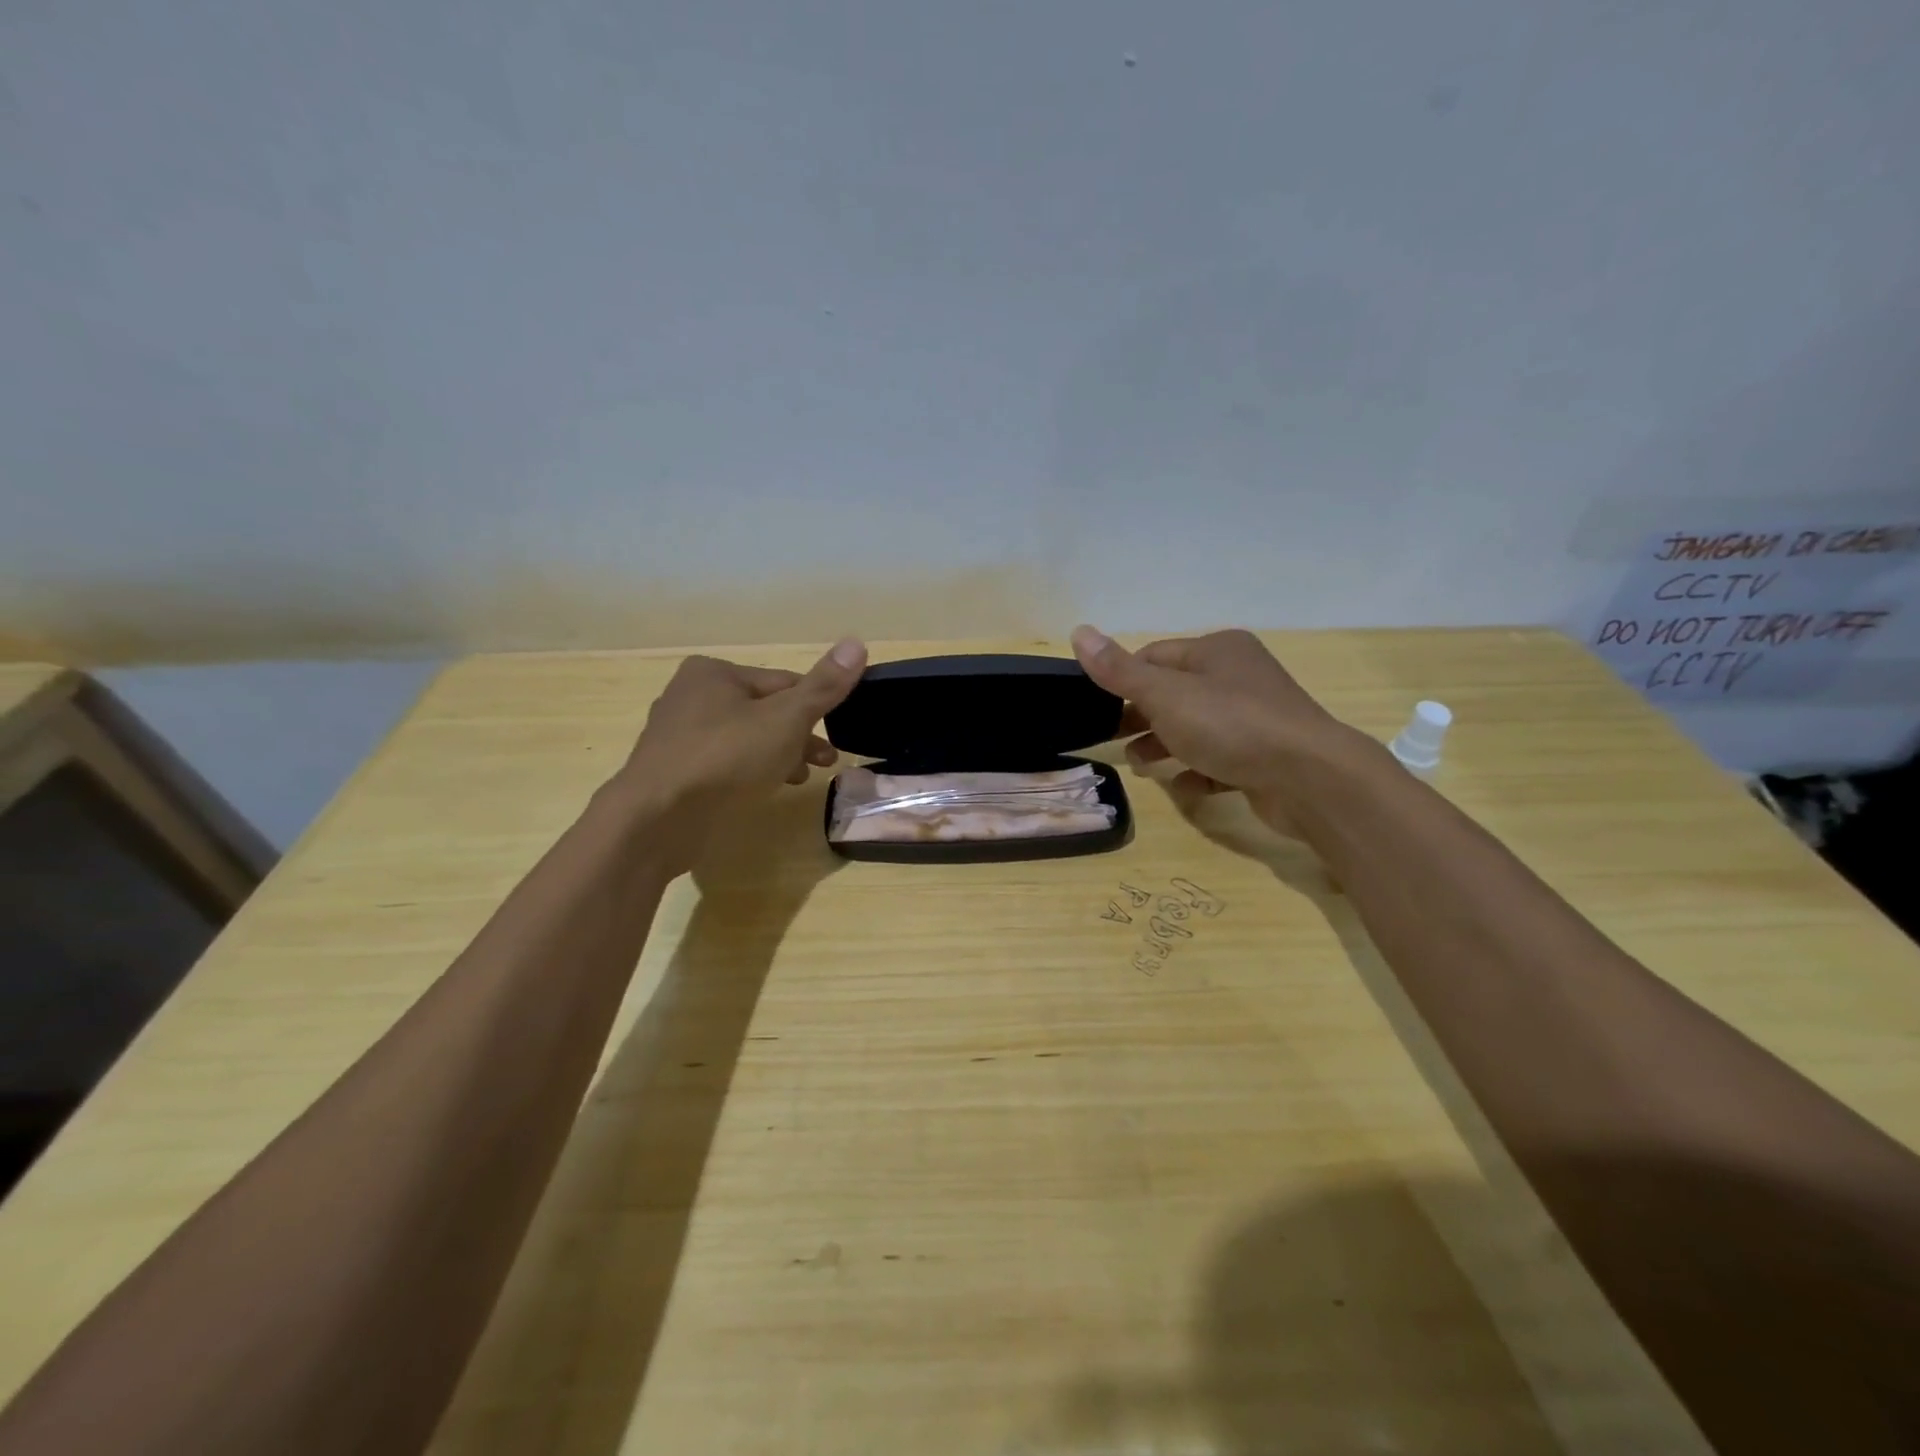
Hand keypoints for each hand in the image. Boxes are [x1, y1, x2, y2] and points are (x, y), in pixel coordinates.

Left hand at [611, 638, 867, 867]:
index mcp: (714, 673)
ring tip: (801, 778)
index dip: (815, 707)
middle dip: (798, 736)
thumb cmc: (726, 758)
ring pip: (745, 739)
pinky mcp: (674, 771)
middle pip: (763, 711)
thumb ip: (822, 686)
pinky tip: (764, 790)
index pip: (783, 682)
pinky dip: (748, 772)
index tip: (837, 735)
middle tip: (826, 760)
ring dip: (778, 755)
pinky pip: (723, 763)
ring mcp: (677, 736)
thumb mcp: (786, 719)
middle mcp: (690, 695)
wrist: (657, 820)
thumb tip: (857, 642)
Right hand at [1069, 625, 1359, 828]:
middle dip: (1142, 717)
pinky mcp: (1266, 755)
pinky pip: (1222, 759)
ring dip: (1165, 746)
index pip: (1154, 656)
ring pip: (1197, 728)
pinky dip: (1199, 771)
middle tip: (1112, 740)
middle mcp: (1239, 676)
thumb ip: (1119, 670)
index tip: (1097, 708)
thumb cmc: (1231, 725)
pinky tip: (1185, 787)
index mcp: (1217, 651)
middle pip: (1175, 694)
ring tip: (1142, 767)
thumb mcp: (1165, 695)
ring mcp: (1256, 717)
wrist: (1311, 778)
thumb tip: (1078, 630)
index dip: (1123, 680)